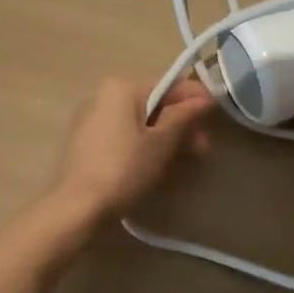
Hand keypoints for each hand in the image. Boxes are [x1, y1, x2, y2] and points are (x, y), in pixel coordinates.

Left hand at [51, 76, 212, 223]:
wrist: (78, 207)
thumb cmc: (124, 168)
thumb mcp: (161, 142)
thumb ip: (184, 116)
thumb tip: (204, 98)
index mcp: (121, 89)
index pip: (167, 85)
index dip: (194, 98)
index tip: (216, 113)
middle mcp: (103, 97)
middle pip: (153, 105)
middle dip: (180, 124)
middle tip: (202, 148)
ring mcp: (91, 121)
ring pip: (139, 123)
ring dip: (165, 138)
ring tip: (184, 160)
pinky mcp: (86, 145)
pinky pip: (123, 137)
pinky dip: (143, 146)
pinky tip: (157, 166)